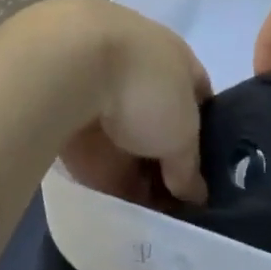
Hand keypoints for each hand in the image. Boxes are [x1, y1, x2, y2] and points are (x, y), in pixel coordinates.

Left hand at [38, 0, 211, 208]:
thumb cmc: (143, 86)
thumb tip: (193, 193)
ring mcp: (100, 82)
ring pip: (124, 134)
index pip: (198, 97)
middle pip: (159, 119)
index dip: (205, 134)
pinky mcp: (65, 104)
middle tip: (173, 202)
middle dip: (166, 158)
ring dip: (132, 167)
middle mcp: (139, 65)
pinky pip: (90, 144)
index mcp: (175, 57)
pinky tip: (111, 203)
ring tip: (143, 213)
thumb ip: (188, 165)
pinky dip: (100, 170)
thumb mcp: (181, 133)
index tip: (204, 172)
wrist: (67, 64)